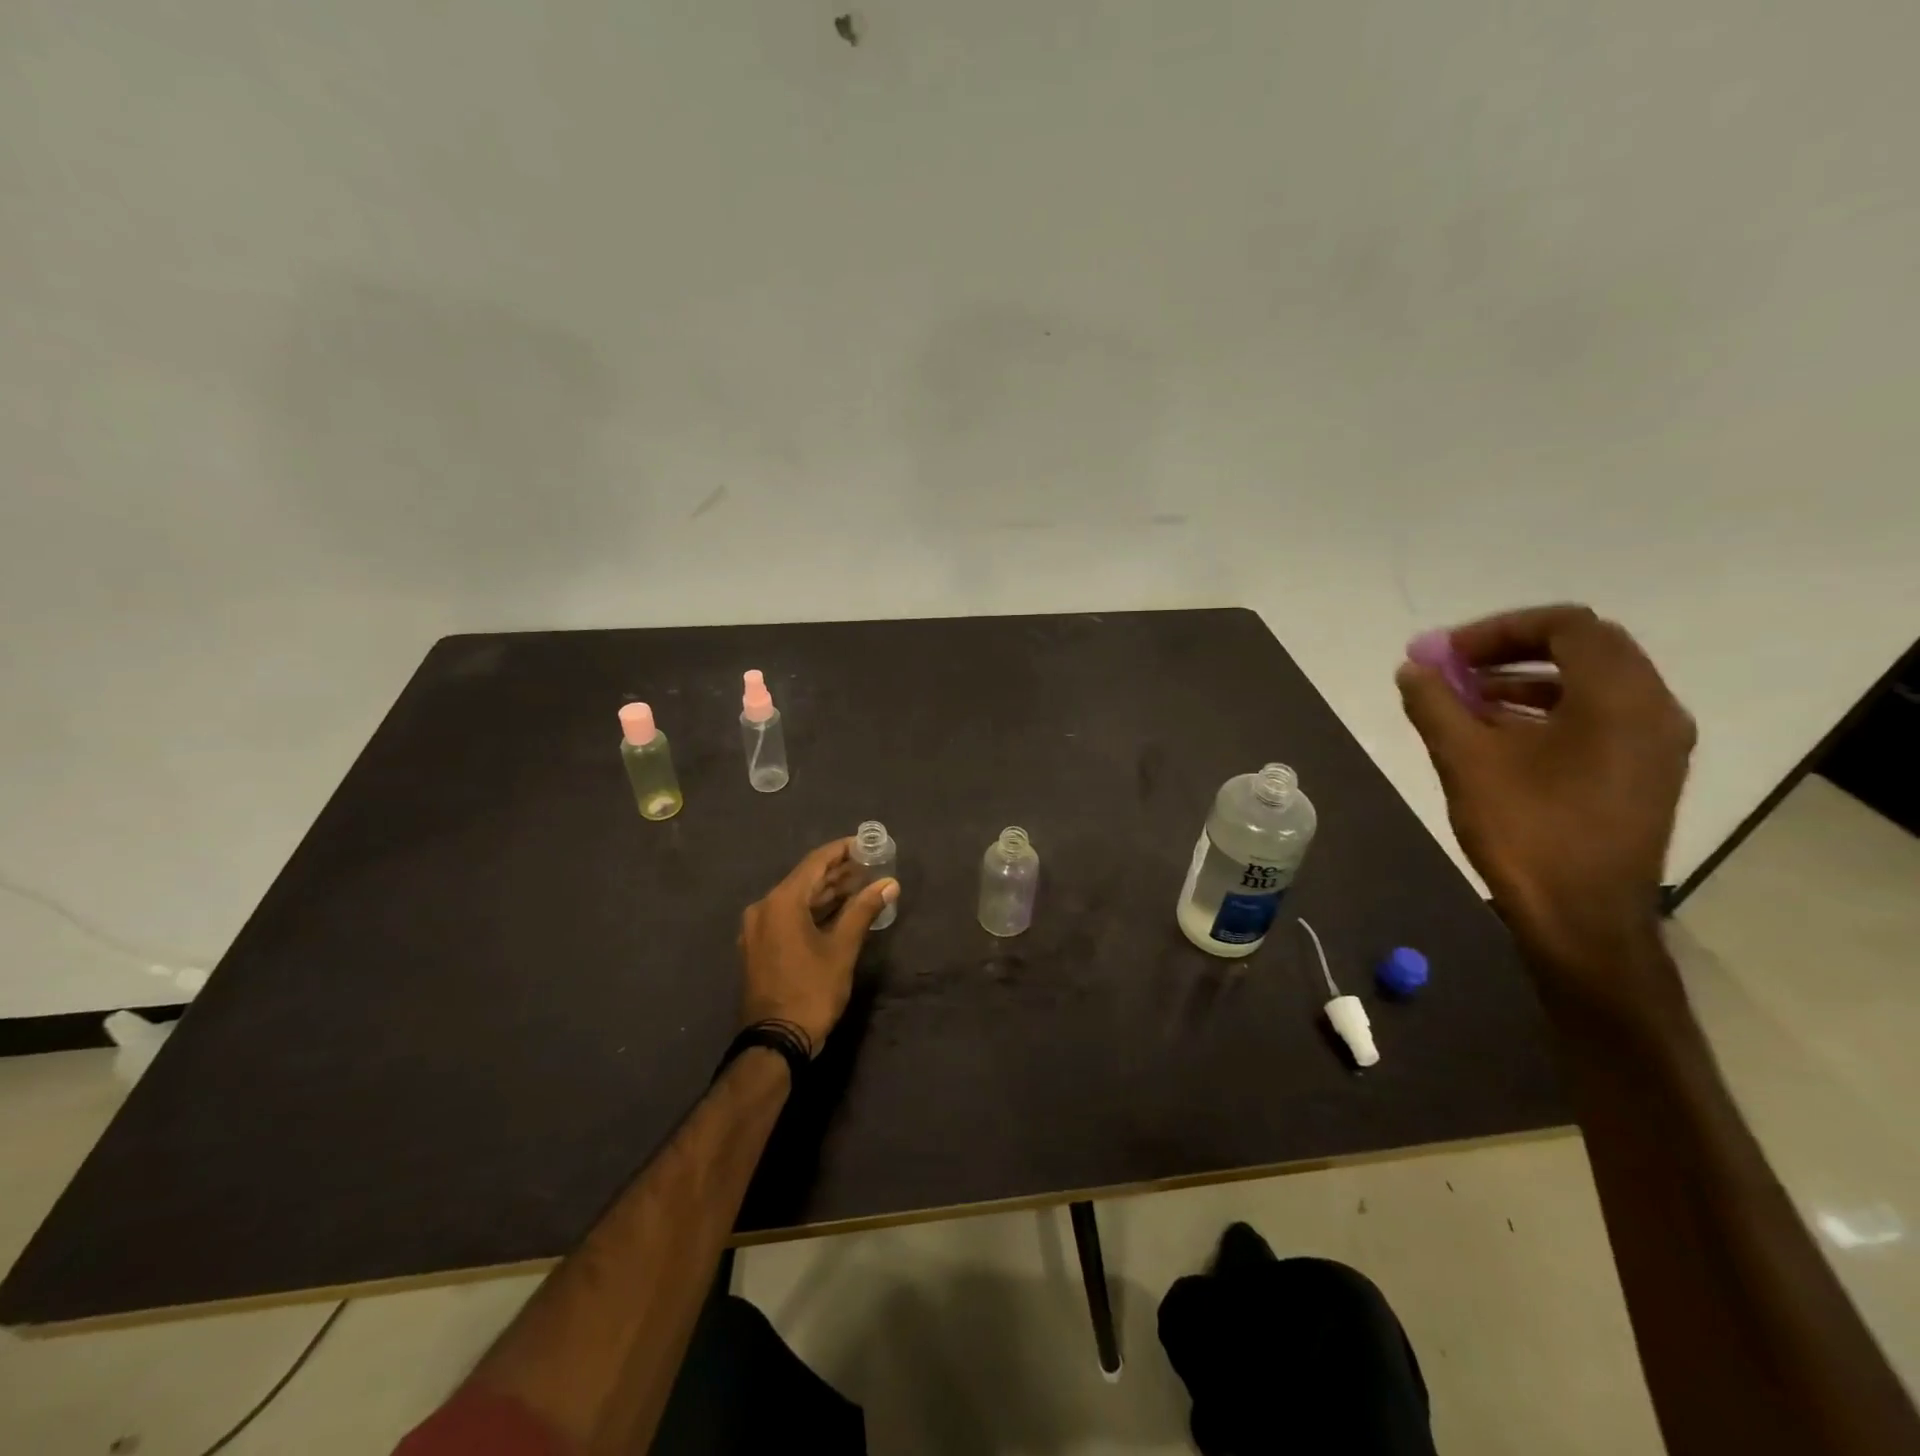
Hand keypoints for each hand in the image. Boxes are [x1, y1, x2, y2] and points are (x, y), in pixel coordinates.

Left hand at [736, 838, 898, 1055]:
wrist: (775, 1042)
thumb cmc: (811, 990)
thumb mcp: (842, 949)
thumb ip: (864, 910)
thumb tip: (889, 883)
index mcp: (781, 902)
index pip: (815, 863)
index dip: (842, 851)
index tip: (865, 844)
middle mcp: (763, 908)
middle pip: (805, 880)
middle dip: (837, 873)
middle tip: (869, 865)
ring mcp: (758, 929)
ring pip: (797, 900)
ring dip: (827, 893)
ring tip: (860, 885)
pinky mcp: (760, 947)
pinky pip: (788, 917)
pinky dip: (813, 911)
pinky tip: (838, 912)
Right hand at [1396, 605, 1694, 991]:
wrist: (1582, 918)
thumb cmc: (1526, 831)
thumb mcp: (1465, 760)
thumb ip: (1435, 704)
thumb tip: (1412, 669)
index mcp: (1617, 697)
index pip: (1566, 626)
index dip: (1498, 629)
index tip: (1447, 654)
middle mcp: (1652, 708)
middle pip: (1584, 648)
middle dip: (1511, 650)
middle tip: (1455, 669)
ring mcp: (1655, 743)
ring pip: (1591, 683)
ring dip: (1527, 679)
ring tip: (1467, 701)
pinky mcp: (1645, 772)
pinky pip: (1599, 717)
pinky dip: (1548, 709)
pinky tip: (1500, 735)